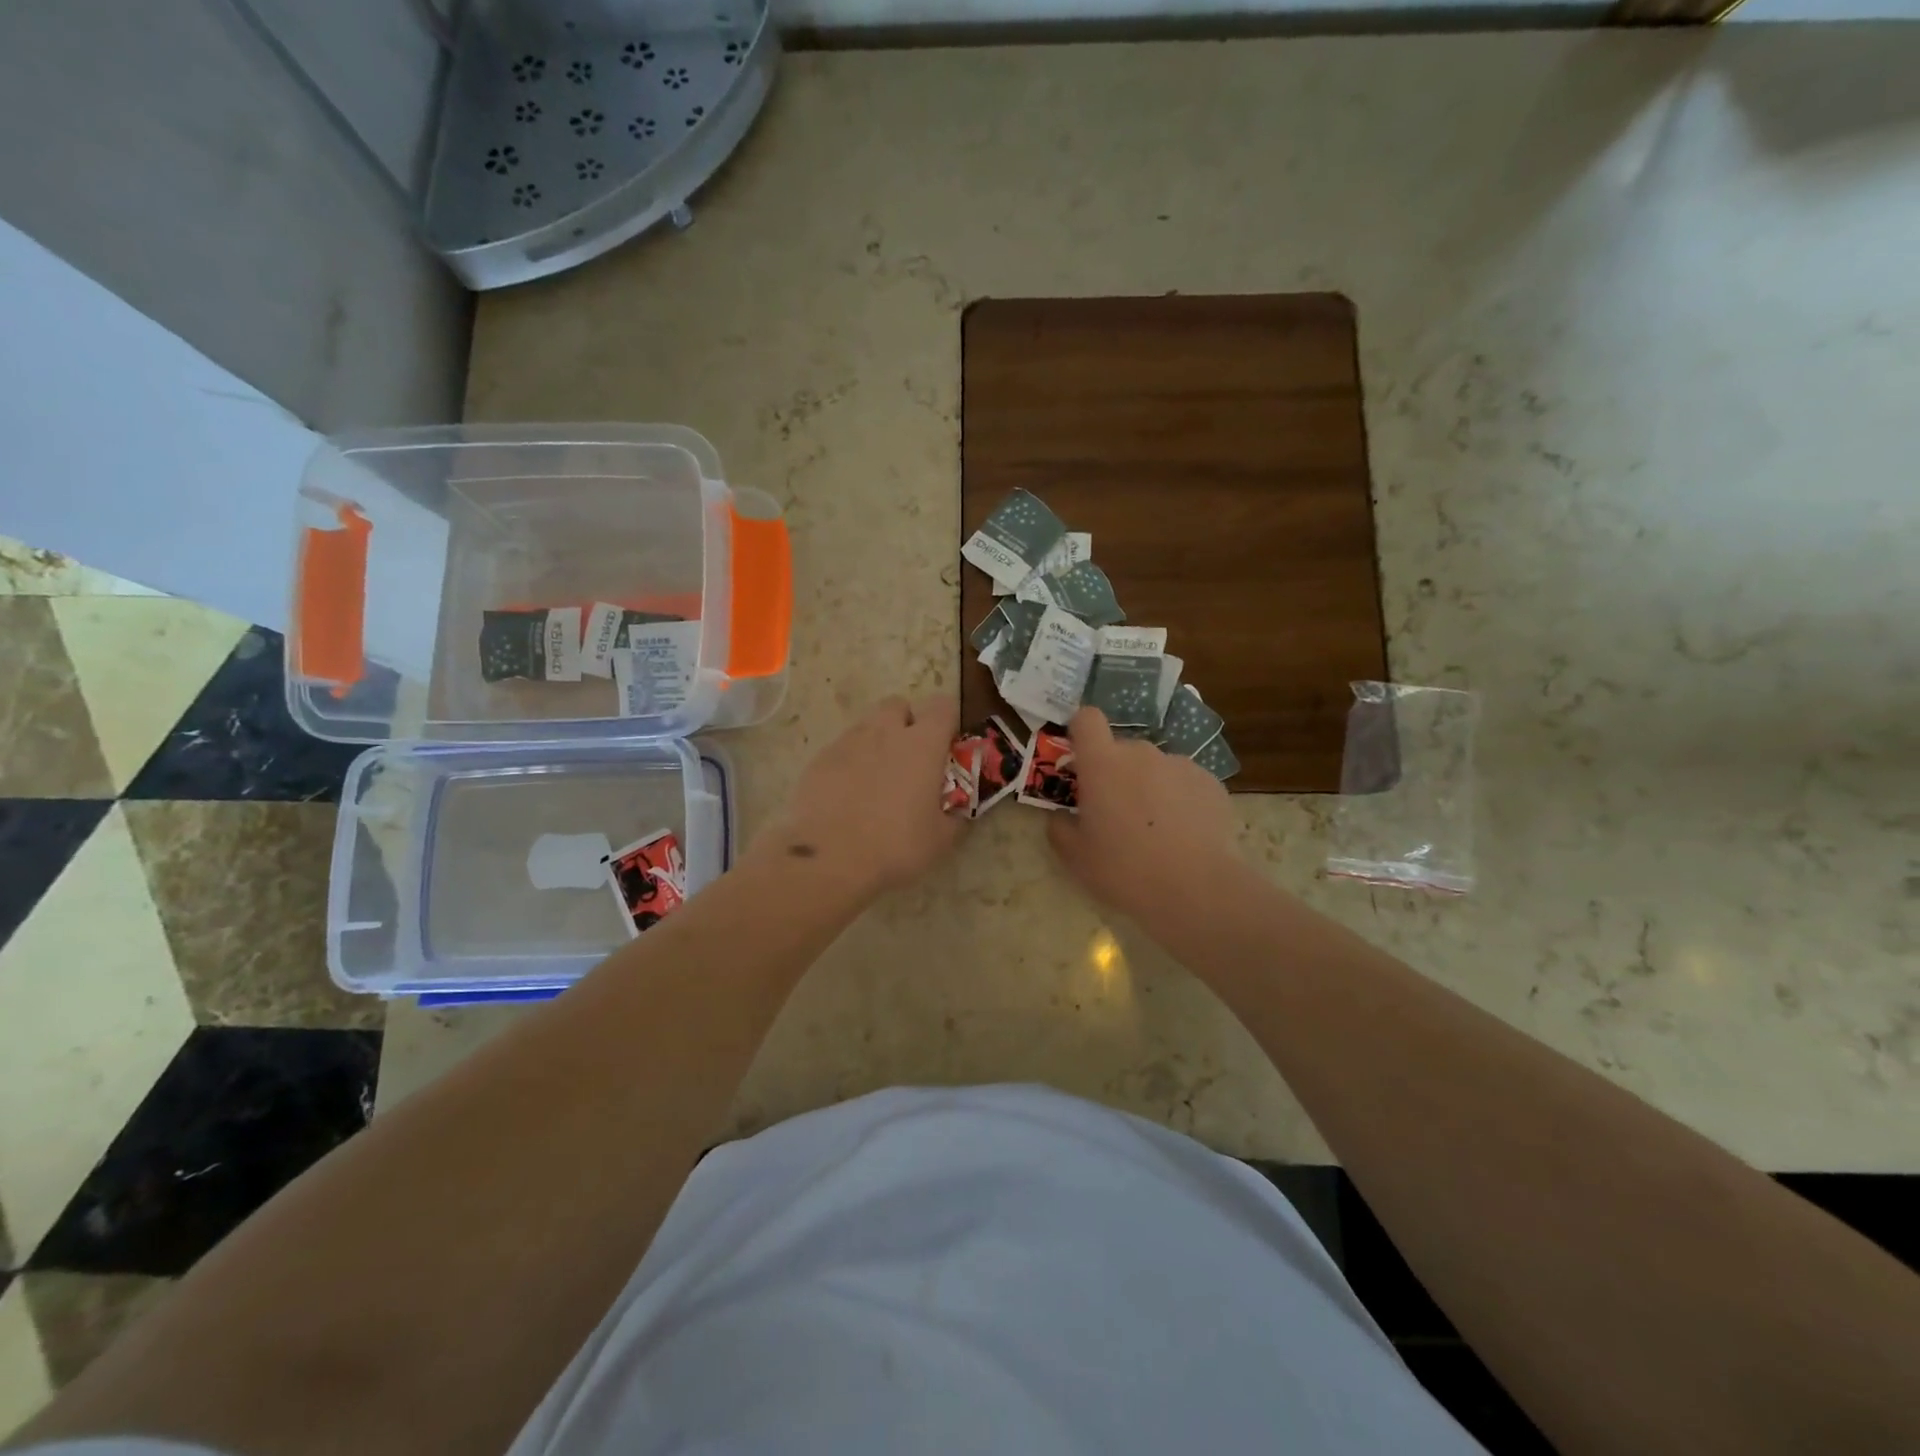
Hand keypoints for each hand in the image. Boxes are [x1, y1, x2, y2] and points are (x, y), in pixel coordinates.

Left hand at [756, 695, 964, 896]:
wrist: (829, 858)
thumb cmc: (896, 846)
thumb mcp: (941, 839)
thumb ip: (954, 816)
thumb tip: (958, 811)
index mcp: (922, 744)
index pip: (942, 706)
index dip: (948, 721)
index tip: (948, 746)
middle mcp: (885, 732)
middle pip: (898, 705)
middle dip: (907, 723)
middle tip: (911, 759)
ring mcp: (848, 742)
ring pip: (867, 725)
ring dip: (877, 741)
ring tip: (878, 778)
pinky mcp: (819, 759)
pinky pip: (841, 749)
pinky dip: (850, 762)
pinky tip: (848, 794)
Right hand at [1047, 706, 1240, 927]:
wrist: (1196, 889)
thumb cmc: (1125, 869)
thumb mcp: (1075, 857)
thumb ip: (1059, 828)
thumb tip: (1062, 816)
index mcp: (1102, 764)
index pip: (1087, 719)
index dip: (1081, 732)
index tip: (1081, 759)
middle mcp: (1141, 753)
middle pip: (1121, 749)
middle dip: (1116, 773)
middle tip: (1116, 813)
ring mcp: (1180, 764)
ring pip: (1155, 767)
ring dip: (1149, 786)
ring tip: (1156, 829)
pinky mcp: (1211, 782)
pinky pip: (1185, 782)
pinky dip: (1180, 799)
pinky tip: (1185, 834)